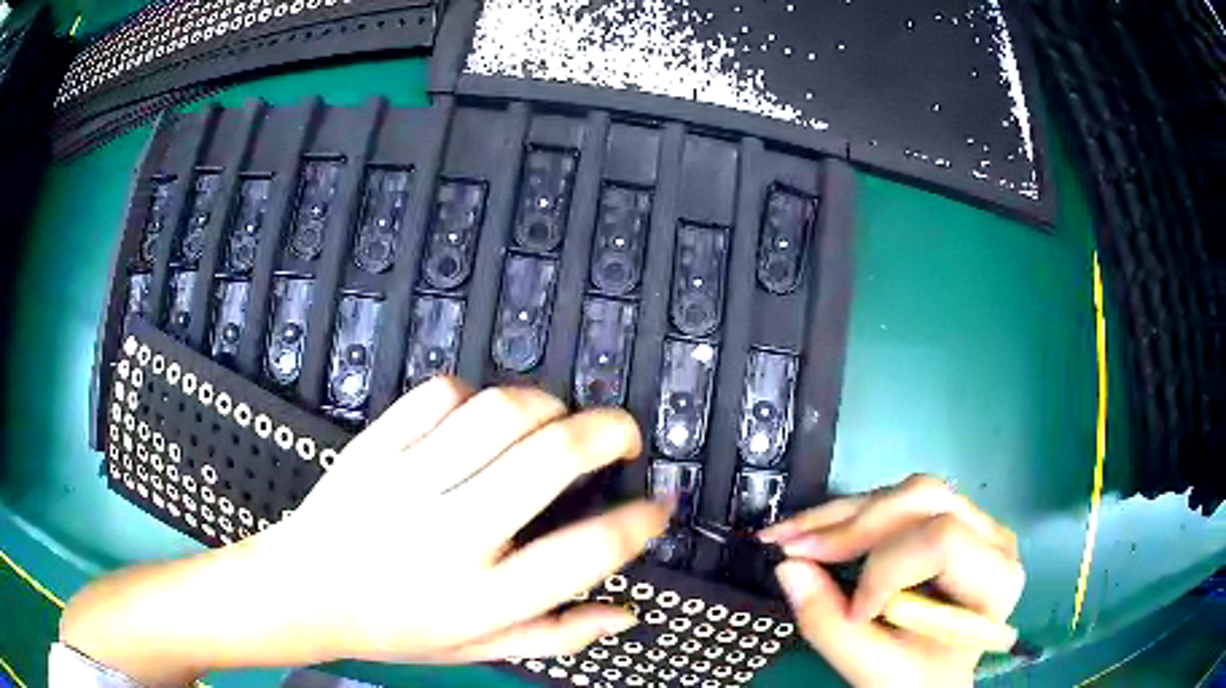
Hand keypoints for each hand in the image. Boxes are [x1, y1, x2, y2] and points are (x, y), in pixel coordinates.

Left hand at [268, 377, 669, 661]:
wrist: (303, 592)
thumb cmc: (393, 628)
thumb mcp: (479, 649)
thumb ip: (558, 635)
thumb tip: (624, 614)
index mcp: (483, 596)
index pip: (586, 551)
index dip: (639, 522)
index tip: (656, 506)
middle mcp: (451, 535)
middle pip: (552, 460)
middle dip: (609, 433)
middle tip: (624, 436)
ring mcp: (408, 482)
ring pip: (500, 413)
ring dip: (548, 405)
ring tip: (558, 420)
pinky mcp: (375, 447)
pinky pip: (439, 395)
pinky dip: (476, 394)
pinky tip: (483, 417)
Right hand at [759, 475, 1024, 687]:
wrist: (935, 678)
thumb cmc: (917, 679)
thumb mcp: (875, 666)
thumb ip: (830, 623)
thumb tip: (788, 567)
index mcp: (994, 578)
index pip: (943, 541)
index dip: (887, 569)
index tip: (853, 611)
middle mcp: (991, 536)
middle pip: (922, 500)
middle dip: (851, 526)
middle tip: (791, 548)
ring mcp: (973, 521)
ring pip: (905, 492)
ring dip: (843, 516)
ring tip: (793, 538)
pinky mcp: (946, 519)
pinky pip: (897, 501)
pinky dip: (850, 517)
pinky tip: (816, 533)